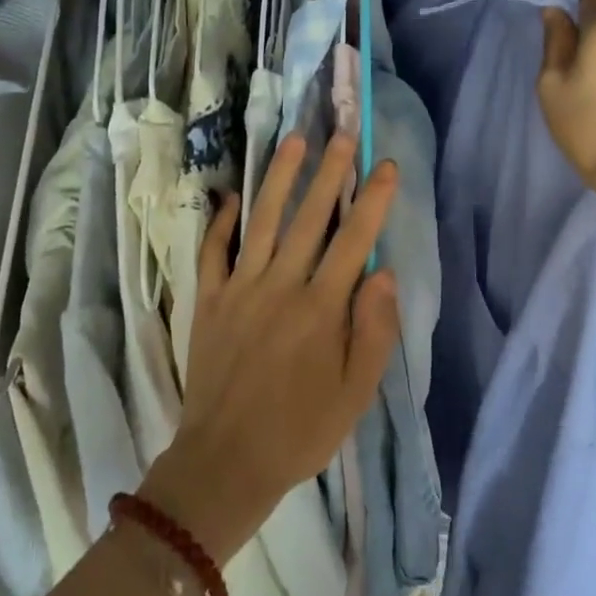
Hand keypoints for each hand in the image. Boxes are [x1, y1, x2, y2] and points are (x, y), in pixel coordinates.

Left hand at [141, 134, 399, 560]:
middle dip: (329, 171)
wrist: (225, 461)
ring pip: (262, 220)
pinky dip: (221, 221)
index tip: (386, 165)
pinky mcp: (210, 299)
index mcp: (321, 308)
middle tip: (341, 133)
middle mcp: (281, 285)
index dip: (373, 199)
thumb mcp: (355, 394)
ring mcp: (240, 288)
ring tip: (293, 140)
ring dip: (279, 178)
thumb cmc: (300, 431)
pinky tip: (230, 195)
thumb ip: (373, 330)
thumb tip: (382, 272)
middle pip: (309, 217)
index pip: (354, 239)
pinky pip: (214, 250)